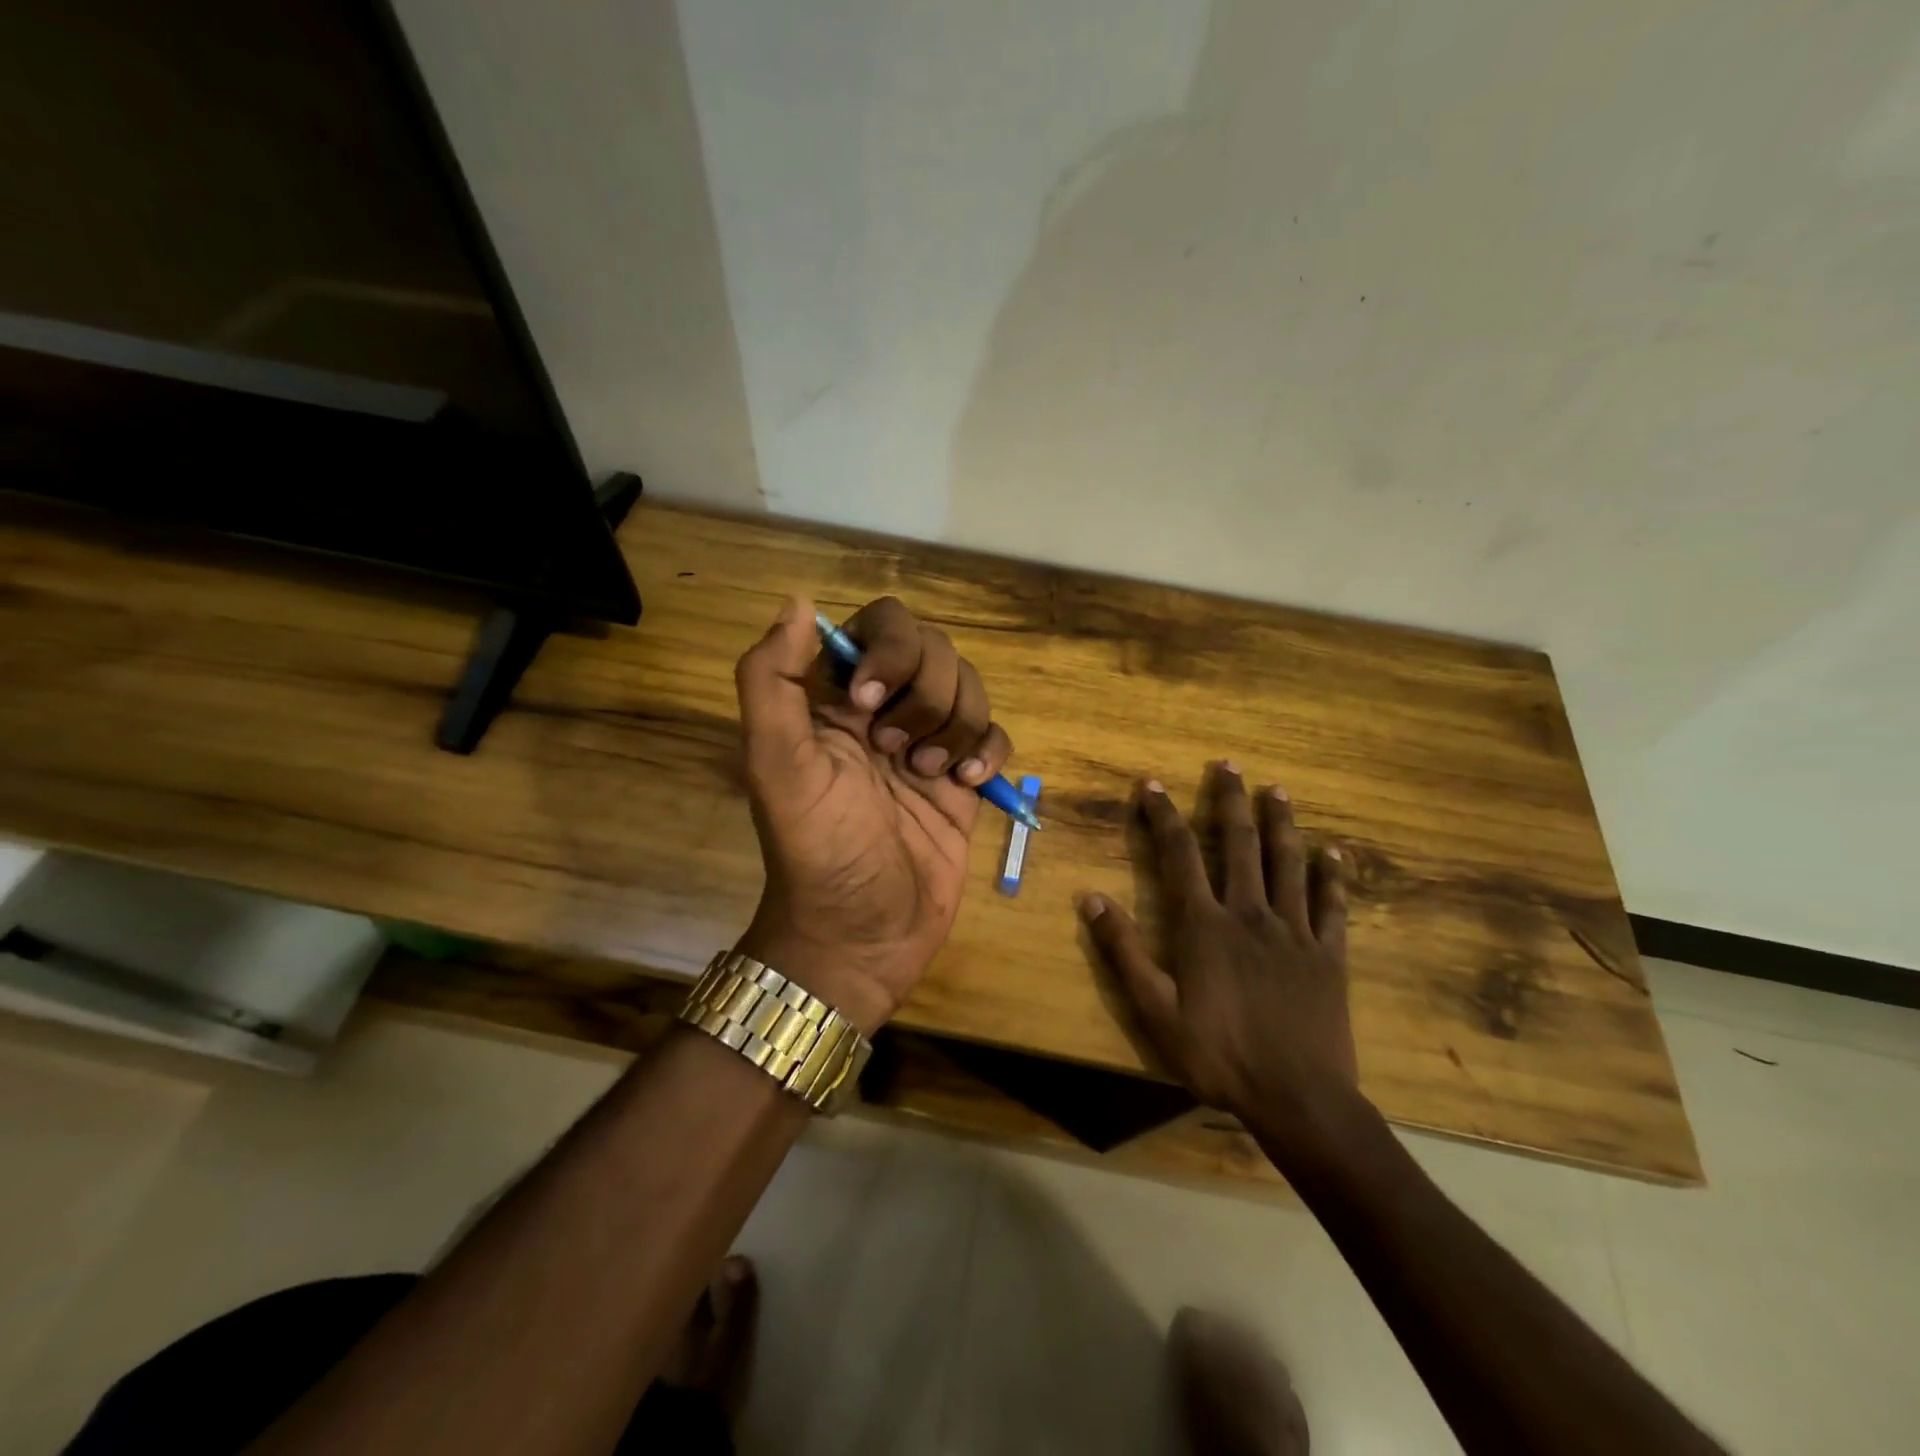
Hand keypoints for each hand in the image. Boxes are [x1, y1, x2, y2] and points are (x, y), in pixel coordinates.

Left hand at [732, 595, 1014, 1034]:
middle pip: (934, 650)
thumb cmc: (816, 851)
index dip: (887, 651)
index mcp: (834, 699)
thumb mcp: (776, 765)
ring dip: (955, 725)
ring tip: (930, 774)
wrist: (862, 937)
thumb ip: (772, 681)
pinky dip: (988, 749)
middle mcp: (883, 711)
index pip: (879, 626)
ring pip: (970, 688)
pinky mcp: (962, 780)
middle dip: (925, 695)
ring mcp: (927, 744)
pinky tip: (968, 783)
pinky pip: (994, 733)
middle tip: (897, 752)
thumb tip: (798, 601)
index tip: (868, 705)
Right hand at [1077, 763, 1362, 1148]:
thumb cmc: (1219, 1056)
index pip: (1179, 855)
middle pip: (1239, 844)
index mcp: (1205, 925)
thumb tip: (1092, 898)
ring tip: (1277, 790)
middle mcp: (1250, 914)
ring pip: (1287, 863)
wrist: (1299, 1099)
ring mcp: (1295, 931)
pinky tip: (1334, 851)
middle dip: (1229, 801)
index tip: (1153, 784)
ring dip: (1280, 823)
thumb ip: (1125, 952)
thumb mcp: (1155, 1011)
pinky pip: (1333, 905)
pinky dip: (1333, 875)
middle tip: (1228, 765)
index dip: (1163, 815)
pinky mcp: (1329, 954)